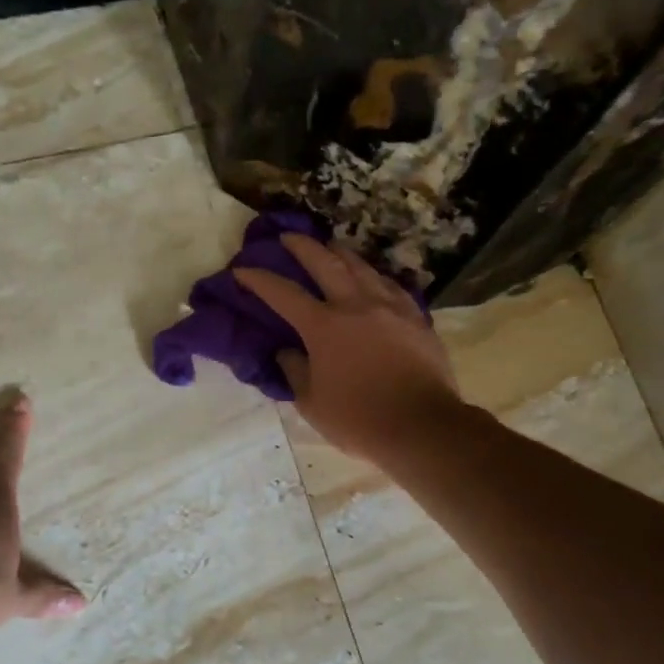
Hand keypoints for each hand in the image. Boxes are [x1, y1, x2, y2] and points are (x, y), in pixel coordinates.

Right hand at [232, 234, 461, 465]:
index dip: (259, 280)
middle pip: (325, 263)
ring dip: (340, 253)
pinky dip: (373, 276)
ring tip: (331, 247)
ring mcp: (389, 308)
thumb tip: (286, 352)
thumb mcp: (312, 403)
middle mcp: (355, 306)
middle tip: (288, 237)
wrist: (421, 426)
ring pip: (362, 267)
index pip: (283, 294)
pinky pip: (390, 286)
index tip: (242, 270)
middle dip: (302, 247)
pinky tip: (372, 277)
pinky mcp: (415, 318)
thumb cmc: (358, 420)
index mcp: (323, 327)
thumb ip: (295, 371)